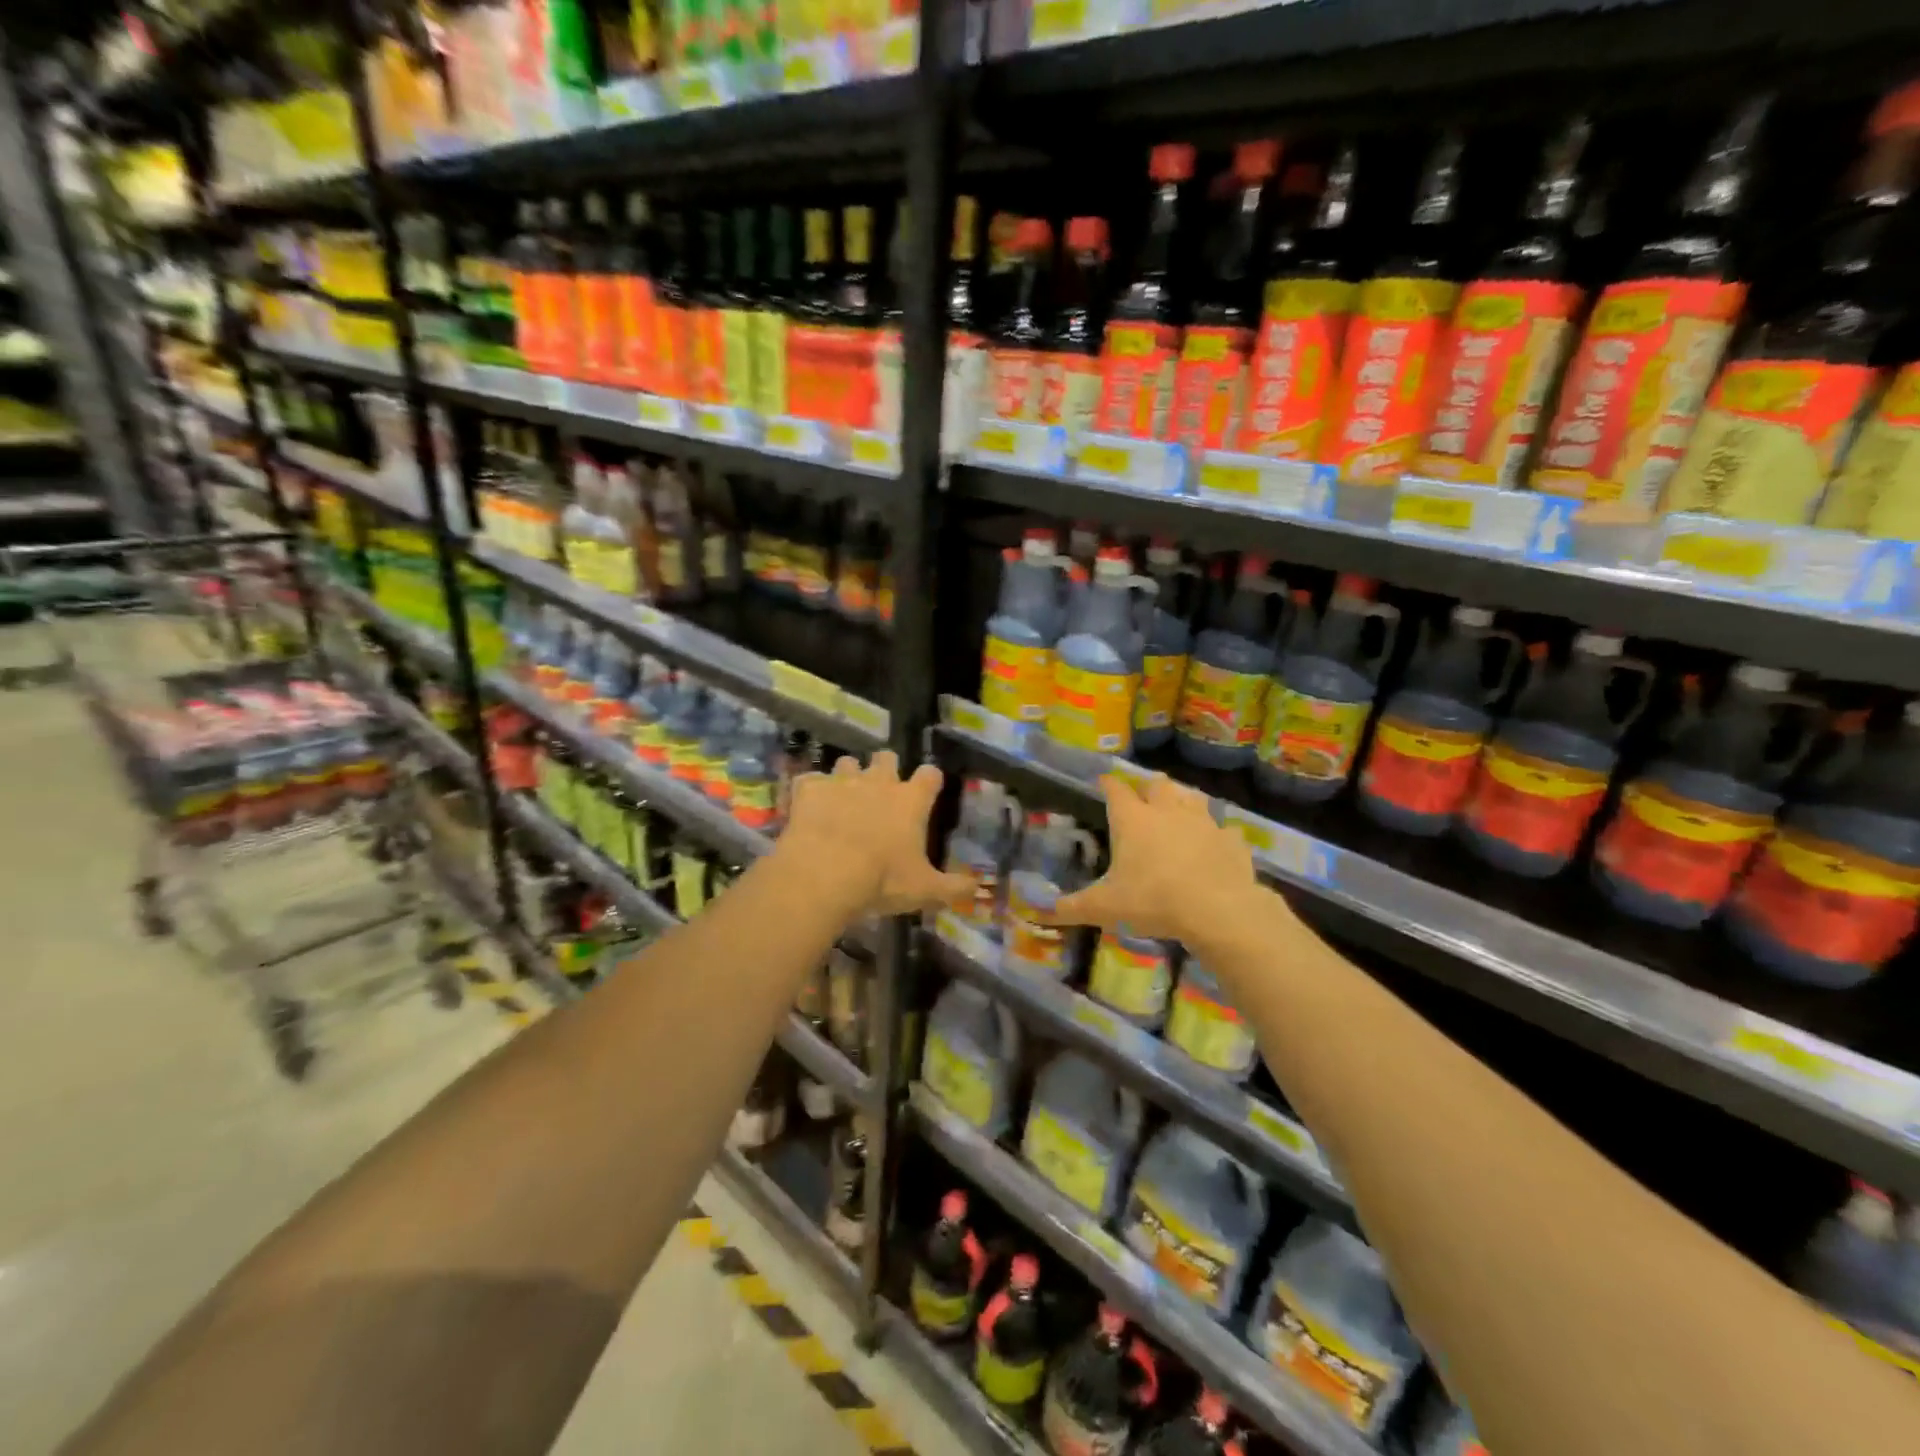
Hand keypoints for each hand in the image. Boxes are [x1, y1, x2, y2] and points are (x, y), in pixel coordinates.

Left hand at [781, 752, 975, 918]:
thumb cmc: (882, 879)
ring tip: (842, 797)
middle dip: (885, 768)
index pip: (930, 775)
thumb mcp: (925, 890)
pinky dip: (810, 791)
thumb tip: (977, 890)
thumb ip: (954, 888)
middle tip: (880, 789)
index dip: (929, 780)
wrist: (824, 873)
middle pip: (886, 757)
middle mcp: (879, 782)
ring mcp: (842, 782)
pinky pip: (809, 780)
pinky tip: (808, 806)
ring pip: (847, 763)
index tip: (927, 789)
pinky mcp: (809, 789)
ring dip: (847, 776)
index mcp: (910, 800)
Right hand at [1043, 772, 1259, 941]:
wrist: (1218, 910)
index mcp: (1133, 820)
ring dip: (1182, 801)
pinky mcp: (1231, 840)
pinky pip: (1223, 830)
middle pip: (1156, 785)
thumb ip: (1073, 907)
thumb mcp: (1105, 908)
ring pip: (1192, 798)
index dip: (1107, 784)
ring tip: (1177, 814)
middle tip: (1142, 801)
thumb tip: (1042, 912)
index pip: (1115, 789)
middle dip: (1147, 789)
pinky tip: (1213, 846)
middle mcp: (1167, 811)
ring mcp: (1203, 822)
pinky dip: (1216, 835)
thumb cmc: (1153, 901)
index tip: (1102, 782)